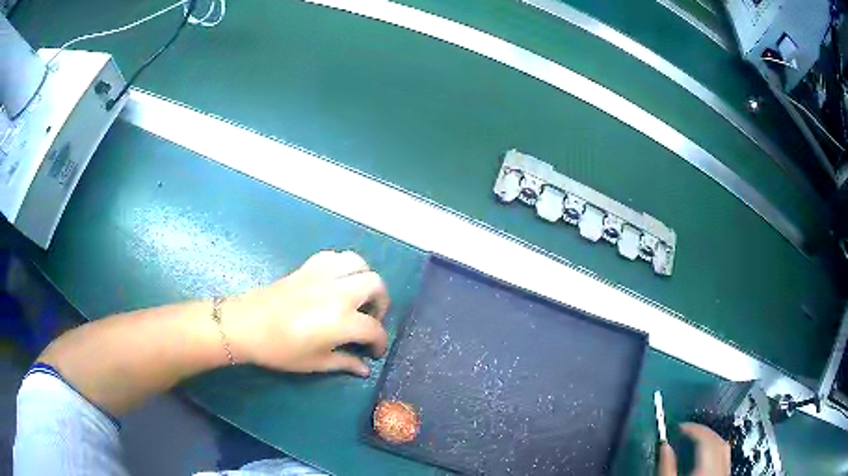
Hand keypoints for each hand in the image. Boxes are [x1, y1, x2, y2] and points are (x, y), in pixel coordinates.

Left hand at [224, 250, 389, 376]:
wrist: (246, 325)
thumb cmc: (280, 350)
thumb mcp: (314, 363)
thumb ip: (344, 363)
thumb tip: (365, 369)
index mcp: (342, 320)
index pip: (374, 328)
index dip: (380, 342)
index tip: (374, 352)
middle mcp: (339, 292)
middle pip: (375, 285)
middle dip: (381, 303)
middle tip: (370, 319)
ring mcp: (323, 275)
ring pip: (358, 263)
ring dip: (365, 278)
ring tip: (357, 296)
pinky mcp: (308, 267)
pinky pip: (335, 257)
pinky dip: (343, 266)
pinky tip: (335, 282)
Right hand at [658, 423, 730, 475]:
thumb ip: (666, 467)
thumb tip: (664, 445)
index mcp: (707, 468)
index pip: (704, 439)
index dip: (692, 428)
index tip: (678, 427)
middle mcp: (721, 467)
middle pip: (716, 440)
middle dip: (702, 432)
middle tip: (685, 431)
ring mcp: (726, 472)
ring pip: (724, 447)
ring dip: (711, 439)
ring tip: (695, 439)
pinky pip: (725, 456)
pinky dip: (716, 449)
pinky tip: (706, 454)